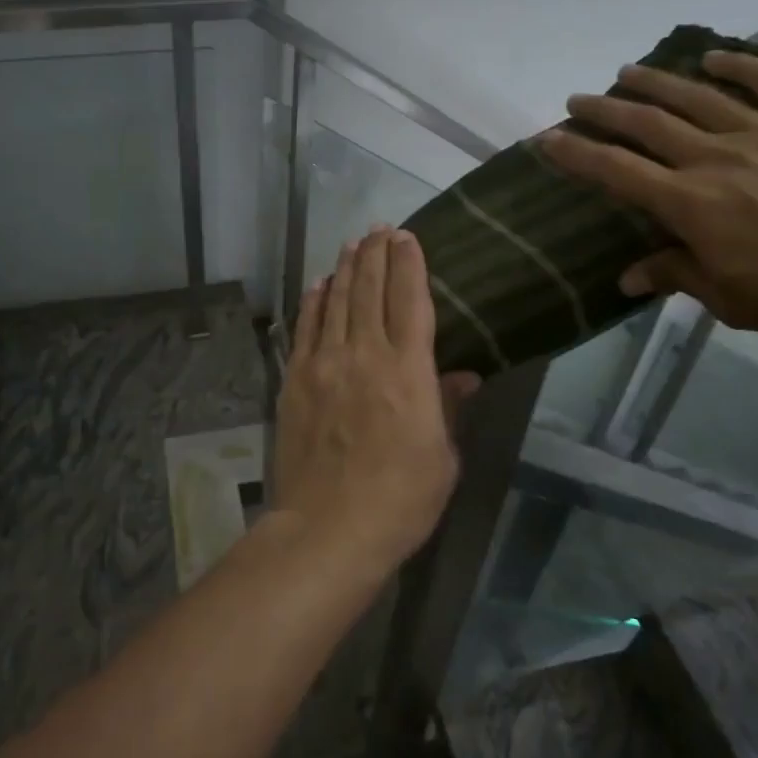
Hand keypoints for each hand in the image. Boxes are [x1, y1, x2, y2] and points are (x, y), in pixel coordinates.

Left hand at [272, 228, 481, 579]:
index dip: (409, 265)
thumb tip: (462, 375)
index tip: (407, 237)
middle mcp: (364, 355)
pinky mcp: (295, 380)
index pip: (410, 301)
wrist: (328, 527)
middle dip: (375, 255)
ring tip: (351, 245)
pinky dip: (312, 302)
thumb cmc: (399, 500)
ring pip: (334, 302)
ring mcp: (324, 365)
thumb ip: (446, 408)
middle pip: (369, 291)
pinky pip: (304, 329)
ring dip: (344, 270)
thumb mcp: (441, 458)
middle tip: (379, 229)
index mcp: (408, 371)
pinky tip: (316, 285)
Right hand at [539, 50, 757, 345]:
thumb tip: (629, 276)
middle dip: (605, 110)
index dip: (577, 154)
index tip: (547, 139)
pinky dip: (740, 65)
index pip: (616, 171)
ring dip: (656, 83)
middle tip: (578, 99)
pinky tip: (714, 58)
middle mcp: (717, 157)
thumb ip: (677, 276)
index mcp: (691, 204)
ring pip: (697, 97)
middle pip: (647, 125)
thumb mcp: (733, 299)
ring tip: (627, 72)